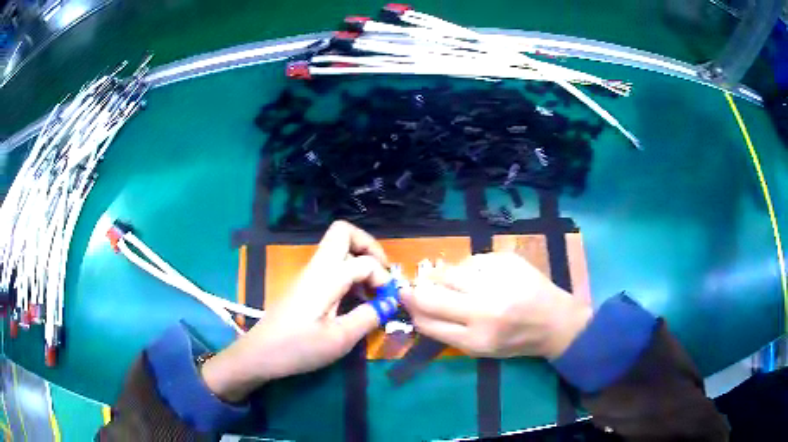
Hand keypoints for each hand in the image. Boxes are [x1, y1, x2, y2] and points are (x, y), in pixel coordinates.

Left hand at [201, 221, 389, 401]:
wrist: (261, 353)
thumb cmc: (299, 347)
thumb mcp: (340, 339)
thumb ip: (368, 317)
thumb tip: (390, 302)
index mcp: (326, 277)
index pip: (365, 262)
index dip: (383, 278)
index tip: (388, 301)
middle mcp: (317, 267)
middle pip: (343, 232)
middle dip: (368, 246)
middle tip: (382, 272)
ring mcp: (308, 274)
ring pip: (337, 248)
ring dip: (359, 260)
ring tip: (371, 290)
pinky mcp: (304, 284)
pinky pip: (331, 265)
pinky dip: (348, 273)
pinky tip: (354, 299)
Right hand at [401, 253, 591, 359]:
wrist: (554, 320)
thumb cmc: (516, 340)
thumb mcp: (481, 349)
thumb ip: (448, 332)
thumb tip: (417, 310)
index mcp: (476, 339)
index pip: (427, 322)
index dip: (412, 311)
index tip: (406, 302)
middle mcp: (484, 310)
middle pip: (431, 296)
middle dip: (415, 292)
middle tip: (413, 288)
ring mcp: (497, 281)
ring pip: (449, 273)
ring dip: (444, 278)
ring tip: (456, 284)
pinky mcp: (506, 260)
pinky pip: (472, 260)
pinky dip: (469, 269)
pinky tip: (482, 277)